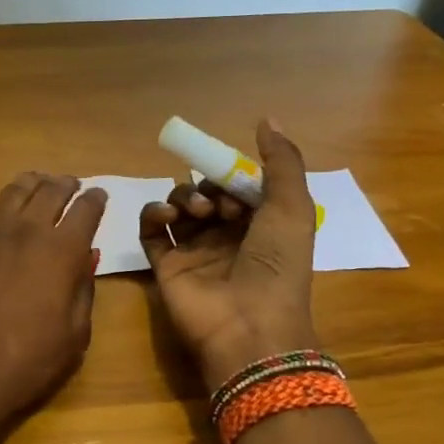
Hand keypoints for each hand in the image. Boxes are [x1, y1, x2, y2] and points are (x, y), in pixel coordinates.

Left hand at [0, 172, 105, 426]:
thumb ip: (84, 289)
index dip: (96, 199)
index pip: (87, 209)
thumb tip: (86, 257)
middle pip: (51, 190)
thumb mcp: (76, 333)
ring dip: (32, 184)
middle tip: (70, 185)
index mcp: (64, 249)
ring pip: (15, 191)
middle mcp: (29, 229)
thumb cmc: (30, 359)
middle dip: (66, 184)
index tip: (99, 197)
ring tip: (37, 184)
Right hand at [140, 120, 319, 390]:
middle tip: (220, 206)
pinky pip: (150, 229)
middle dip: (210, 187)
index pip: (239, 186)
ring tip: (196, 213)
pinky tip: (164, 215)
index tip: (237, 181)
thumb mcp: (293, 207)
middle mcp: (226, 236)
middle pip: (206, 192)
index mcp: (260, 225)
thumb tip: (265, 118)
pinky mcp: (165, 265)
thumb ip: (282, 161)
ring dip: (184, 197)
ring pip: (178, 206)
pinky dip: (153, 213)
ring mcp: (193, 250)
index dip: (235, 176)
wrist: (249, 325)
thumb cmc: (277, 265)